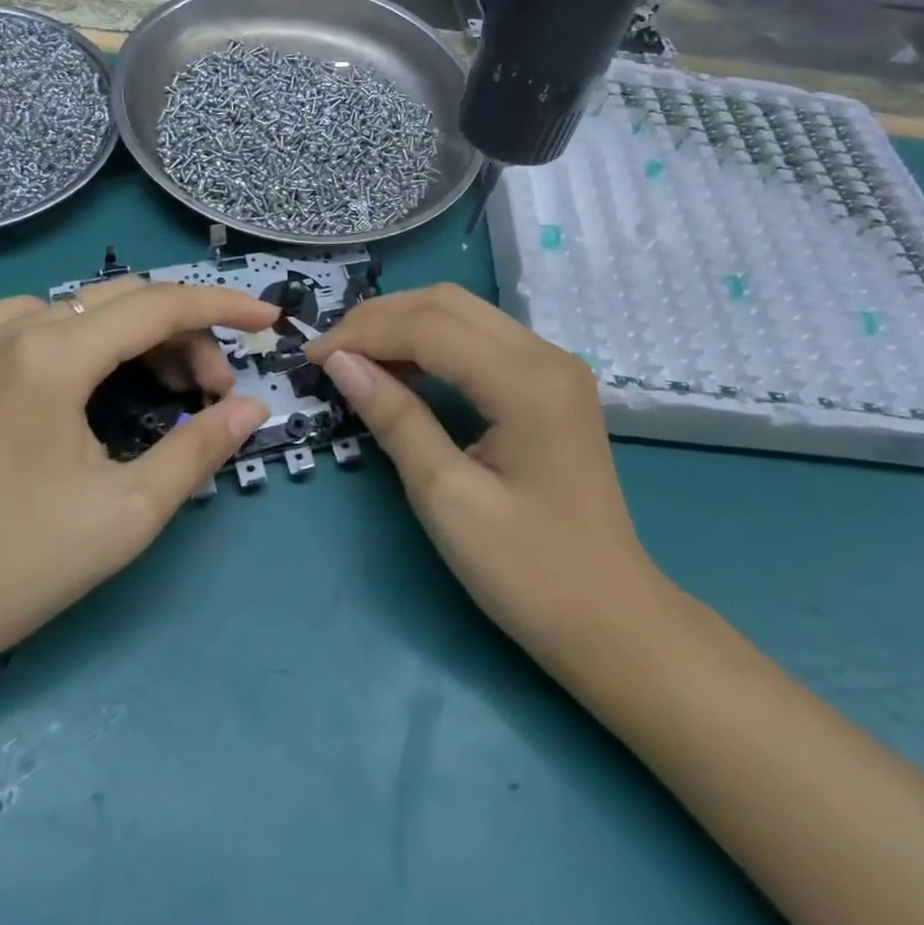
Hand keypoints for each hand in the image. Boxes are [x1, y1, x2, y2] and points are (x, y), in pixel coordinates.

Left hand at [0, 279, 276, 667]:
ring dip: (147, 336)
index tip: (270, 320)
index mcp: (55, 354)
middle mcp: (20, 329)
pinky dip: (100, 338)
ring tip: (176, 391)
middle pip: (130, 302)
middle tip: (216, 395)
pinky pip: (53, 323)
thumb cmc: (18, 563)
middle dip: (188, 335)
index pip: (161, 305)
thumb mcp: (129, 510)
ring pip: (93, 309)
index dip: (223, 307)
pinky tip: (105, 375)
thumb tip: (251, 407)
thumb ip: (199, 447)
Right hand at [304, 285, 656, 667]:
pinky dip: (433, 343)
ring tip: (355, 358)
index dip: (363, 334)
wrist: (611, 620)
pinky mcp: (551, 384)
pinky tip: (402, 370)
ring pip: (464, 314)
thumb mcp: (447, 498)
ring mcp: (554, 366)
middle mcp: (546, 355)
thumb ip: (395, 418)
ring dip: (404, 325)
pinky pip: (481, 340)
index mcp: (526, 381)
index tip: (312, 357)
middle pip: (447, 304)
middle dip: (380, 319)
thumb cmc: (528, 572)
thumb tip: (341, 363)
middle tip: (329, 354)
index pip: (429, 327)